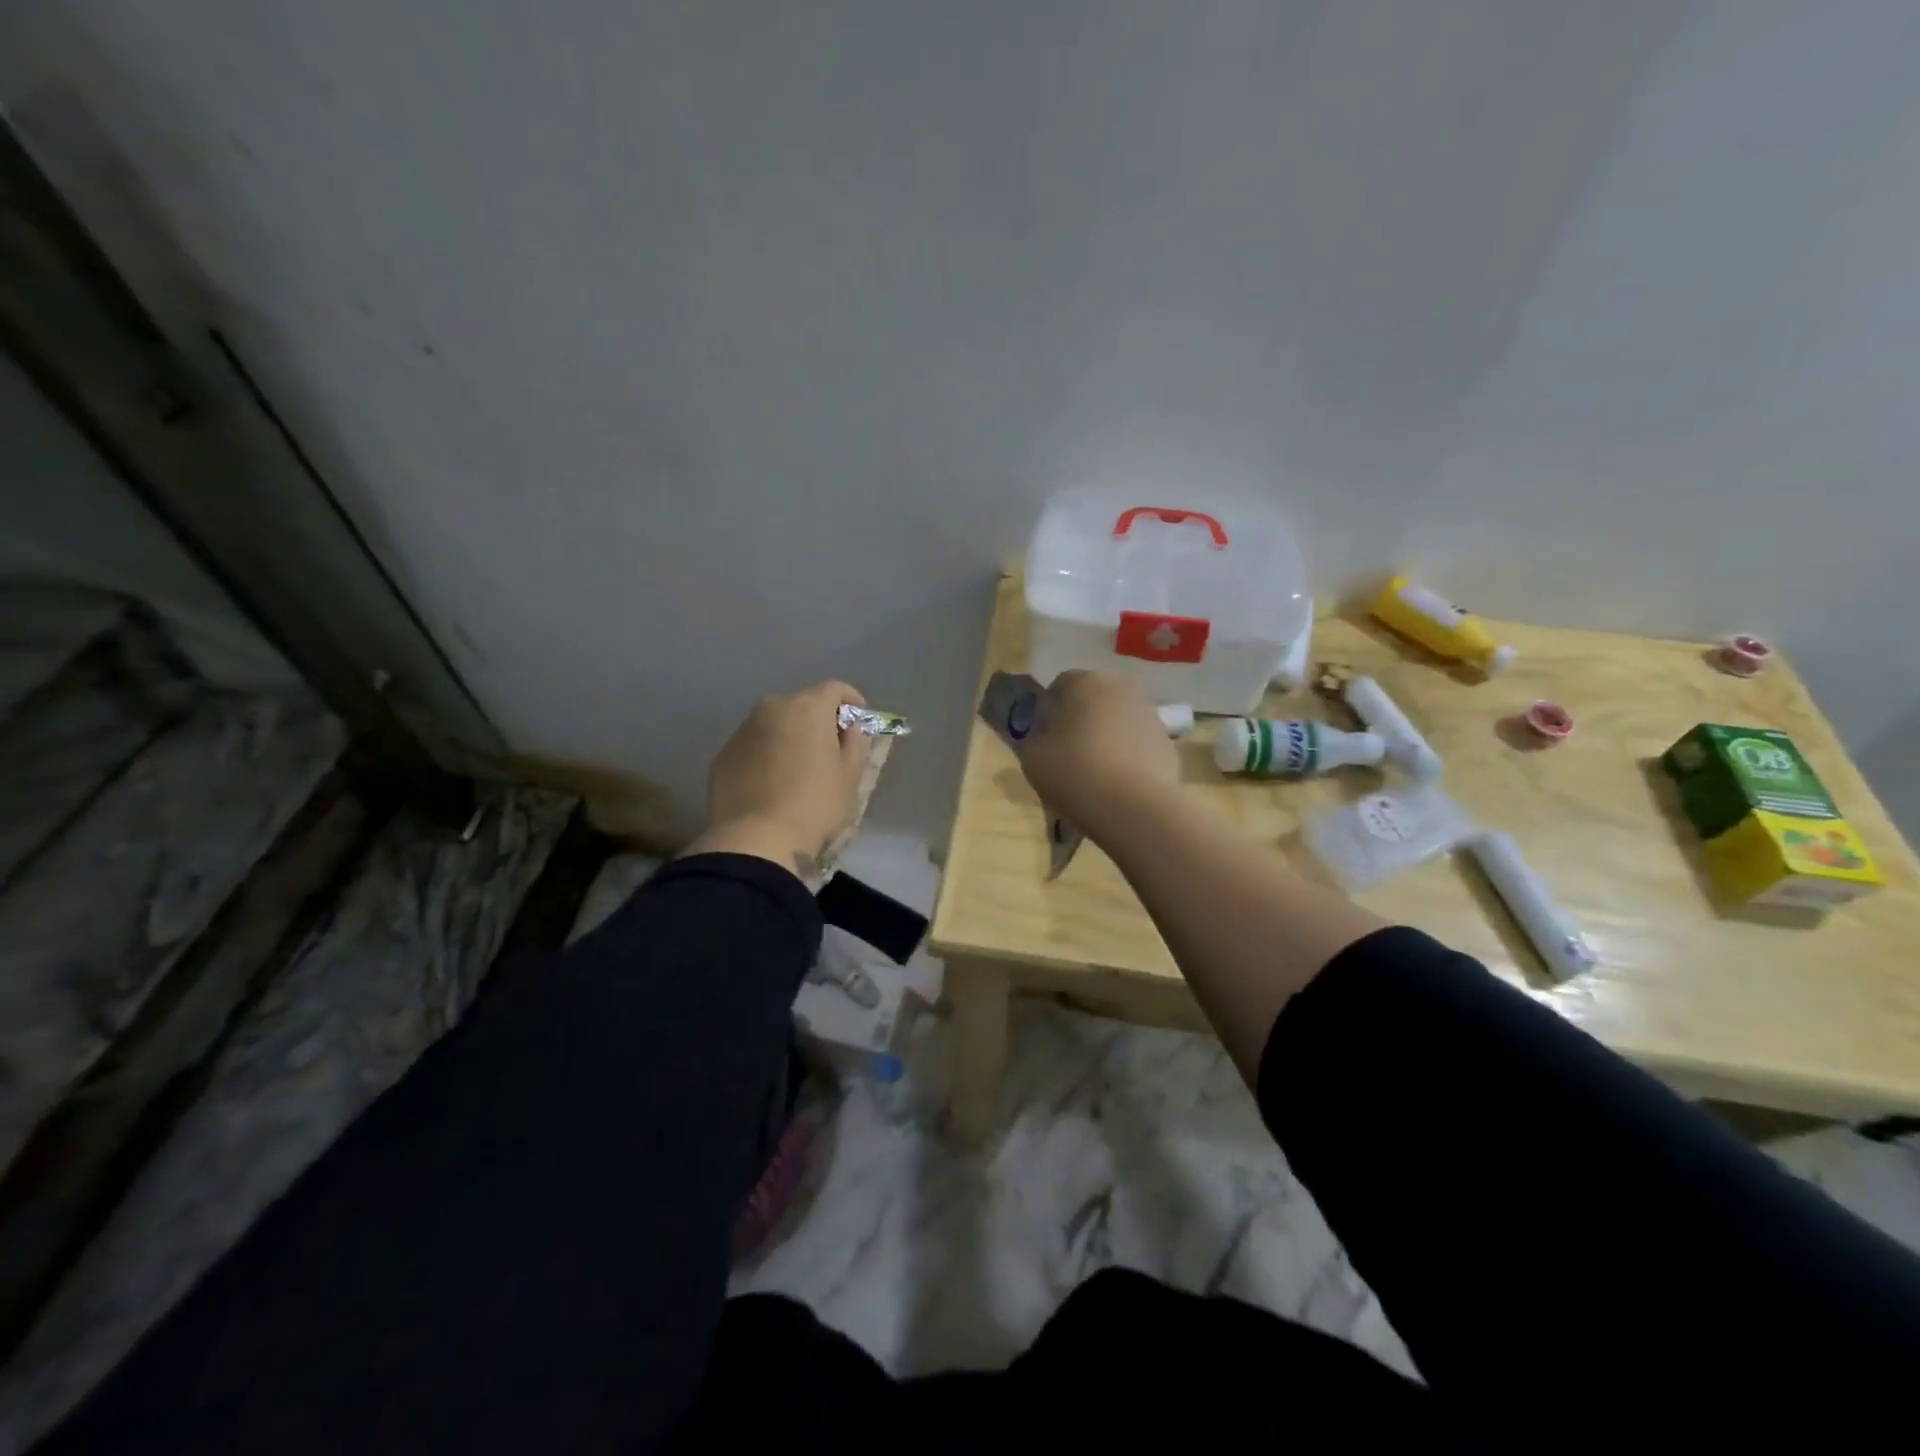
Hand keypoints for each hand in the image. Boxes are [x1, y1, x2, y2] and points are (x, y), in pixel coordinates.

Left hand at [688, 680, 872, 877]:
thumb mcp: (850, 776)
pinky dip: (764, 756)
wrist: (757, 840)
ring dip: (788, 737)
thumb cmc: (815, 804)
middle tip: (828, 748)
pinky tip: (770, 785)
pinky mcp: (722, 756)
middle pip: (801, 705)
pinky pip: (752, 747)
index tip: (859, 720)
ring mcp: (742, 731)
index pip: (835, 689)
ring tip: (797, 769)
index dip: (851, 701)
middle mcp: (772, 709)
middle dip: (817, 720)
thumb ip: (855, 743)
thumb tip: (848, 729)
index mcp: (808, 708)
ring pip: (773, 725)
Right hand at [1018, 671, 1179, 833]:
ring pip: (1116, 722)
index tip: (1043, 740)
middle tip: (1066, 756)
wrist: (1135, 807)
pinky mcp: (1167, 742)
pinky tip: (1117, 785)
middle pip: (1092, 701)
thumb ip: (1034, 738)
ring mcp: (1149, 714)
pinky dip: (1126, 758)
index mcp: (1084, 681)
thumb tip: (1046, 736)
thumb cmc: (1074, 773)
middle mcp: (1121, 687)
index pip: (1059, 687)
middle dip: (1079, 722)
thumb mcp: (1032, 757)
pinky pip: (1137, 745)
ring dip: (1105, 739)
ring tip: (1094, 775)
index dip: (1047, 713)